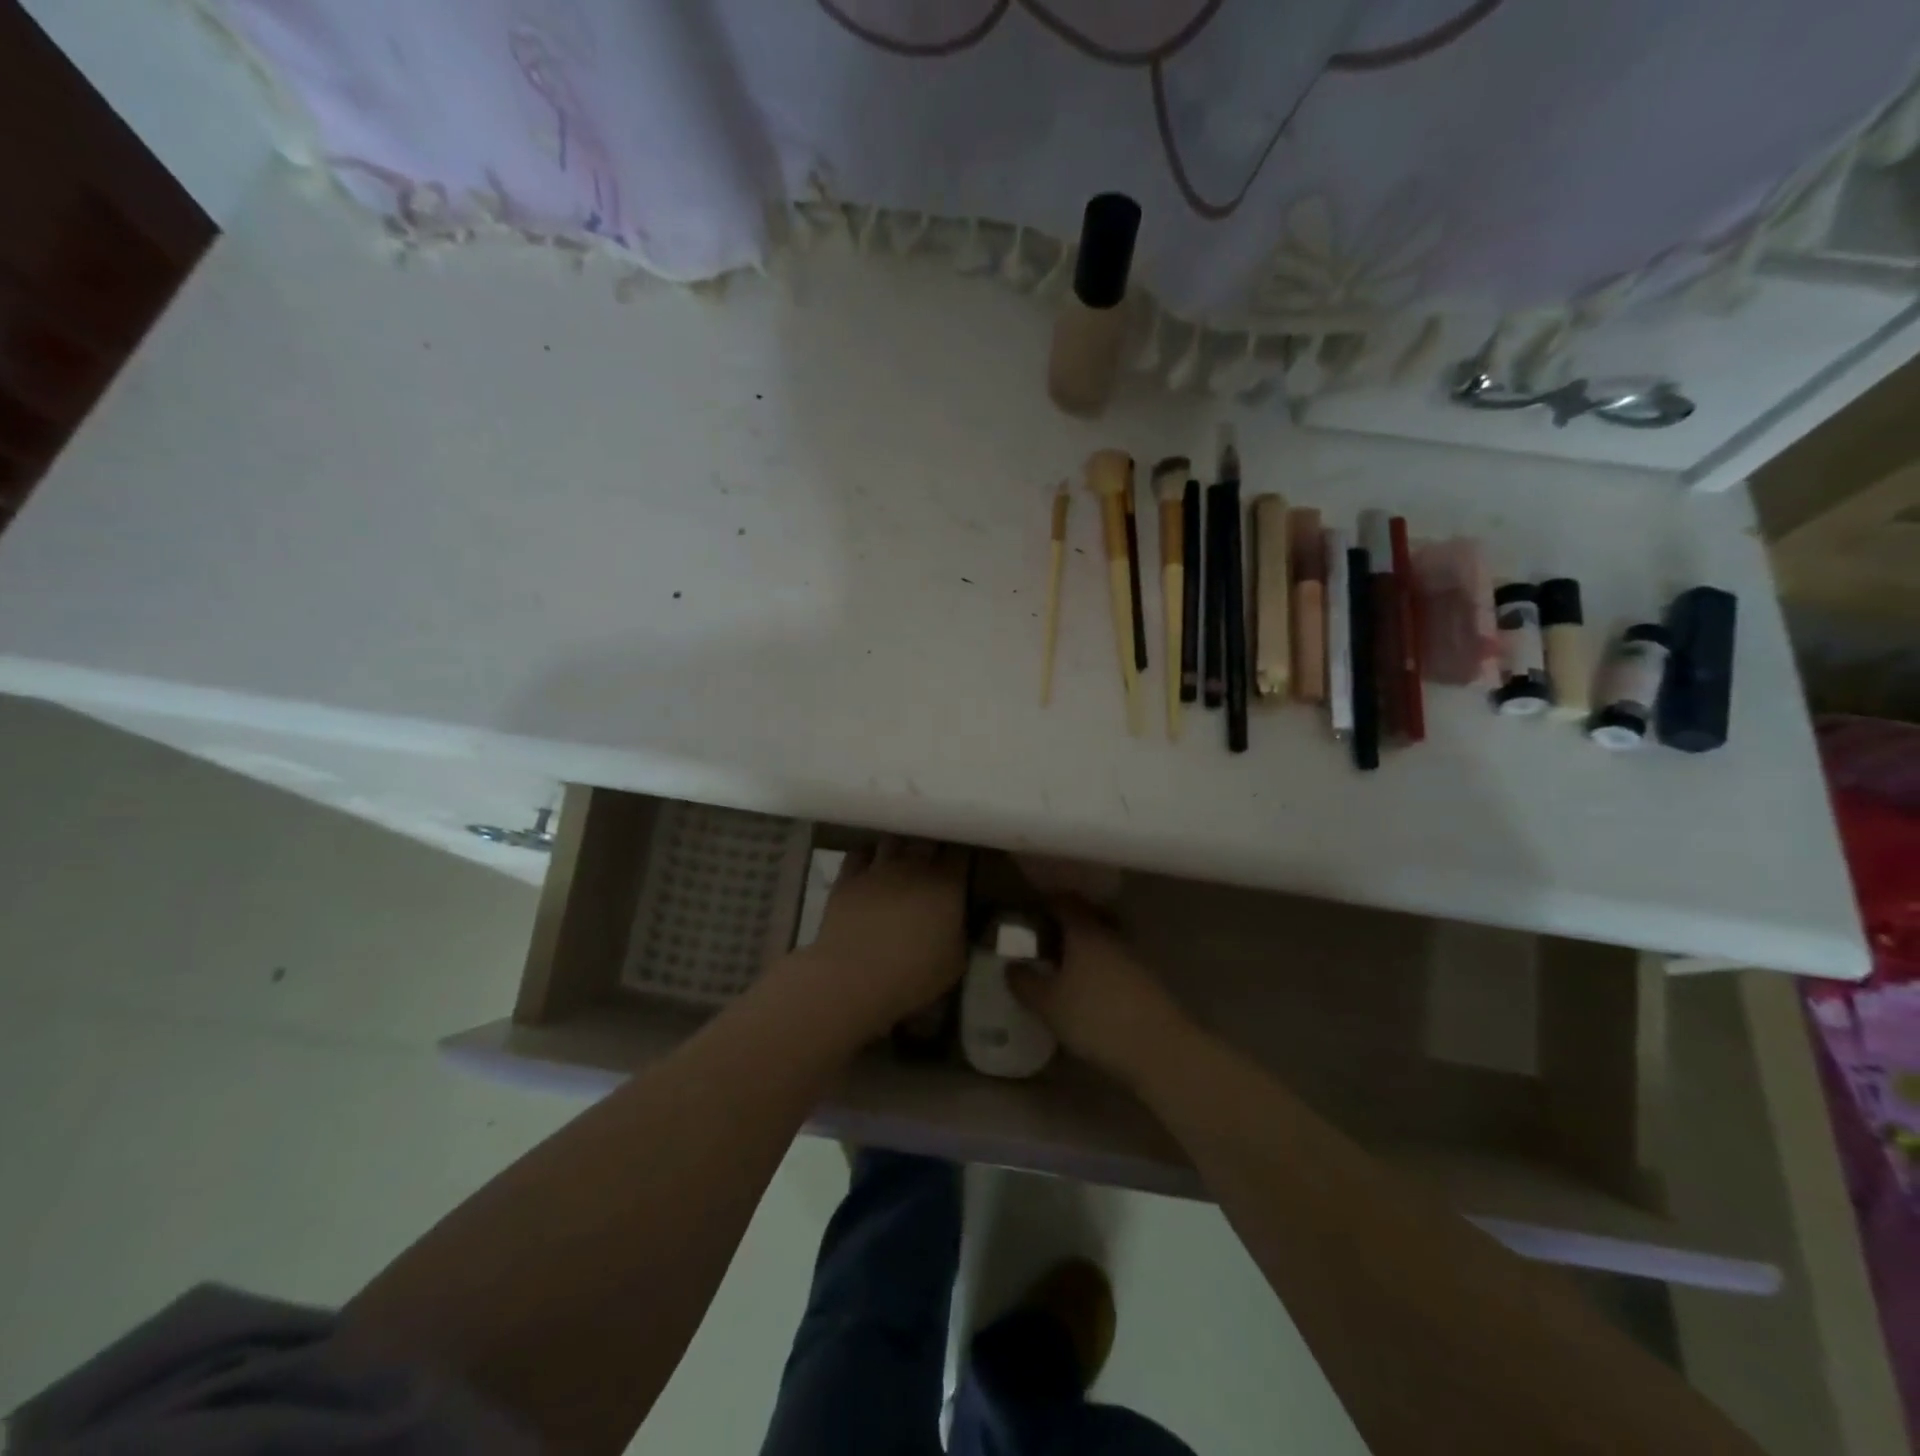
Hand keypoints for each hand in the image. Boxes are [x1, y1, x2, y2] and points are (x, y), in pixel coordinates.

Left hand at [793, 837, 967, 1034]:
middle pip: (927, 838)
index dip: (962, 853)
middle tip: (934, 860)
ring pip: (893, 839)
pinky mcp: (849, 876)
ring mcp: (878, 867)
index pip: (961, 851)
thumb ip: (962, 930)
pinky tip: (870, 867)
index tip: (963, 862)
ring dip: (900, 846)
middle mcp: (914, 866)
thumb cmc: (913, 975)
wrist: (854, 978)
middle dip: (933, 845)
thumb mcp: (956, 961)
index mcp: (947, 884)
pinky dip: (868, 855)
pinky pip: (859, 852)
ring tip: (901, 859)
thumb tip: (960, 916)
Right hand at [1008, 901, 1191, 1082]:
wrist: (1160, 1048)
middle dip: (1065, 925)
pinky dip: (1100, 967)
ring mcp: (1133, 956)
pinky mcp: (1147, 980)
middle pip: (1086, 917)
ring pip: (1103, 940)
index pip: (1063, 901)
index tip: (1028, 912)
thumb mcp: (1048, 1005)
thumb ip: (1025, 983)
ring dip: (1084, 948)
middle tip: (1043, 940)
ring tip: (1064, 968)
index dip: (1045, 903)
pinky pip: (1116, 961)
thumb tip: (1011, 966)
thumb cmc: (1096, 1018)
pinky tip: (1090, 989)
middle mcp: (1110, 934)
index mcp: (1084, 931)